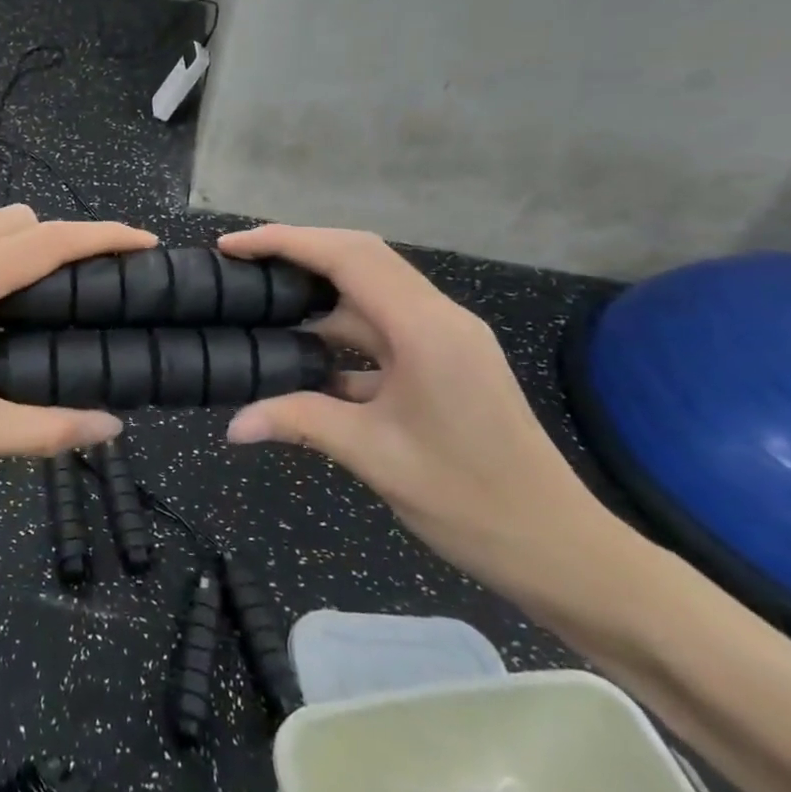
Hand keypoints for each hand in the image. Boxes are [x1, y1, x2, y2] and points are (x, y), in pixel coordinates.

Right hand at [218, 225, 620, 605]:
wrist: (558, 549)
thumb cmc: (469, 500)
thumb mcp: (374, 456)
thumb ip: (299, 422)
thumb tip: (233, 426)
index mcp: (425, 328)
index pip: (348, 257)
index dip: (286, 242)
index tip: (232, 246)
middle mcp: (438, 318)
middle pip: (360, 258)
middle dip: (298, 251)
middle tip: (240, 262)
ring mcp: (444, 339)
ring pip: (371, 292)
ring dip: (317, 291)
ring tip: (261, 298)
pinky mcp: (444, 362)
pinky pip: (382, 328)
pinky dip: (339, 331)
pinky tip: (302, 353)